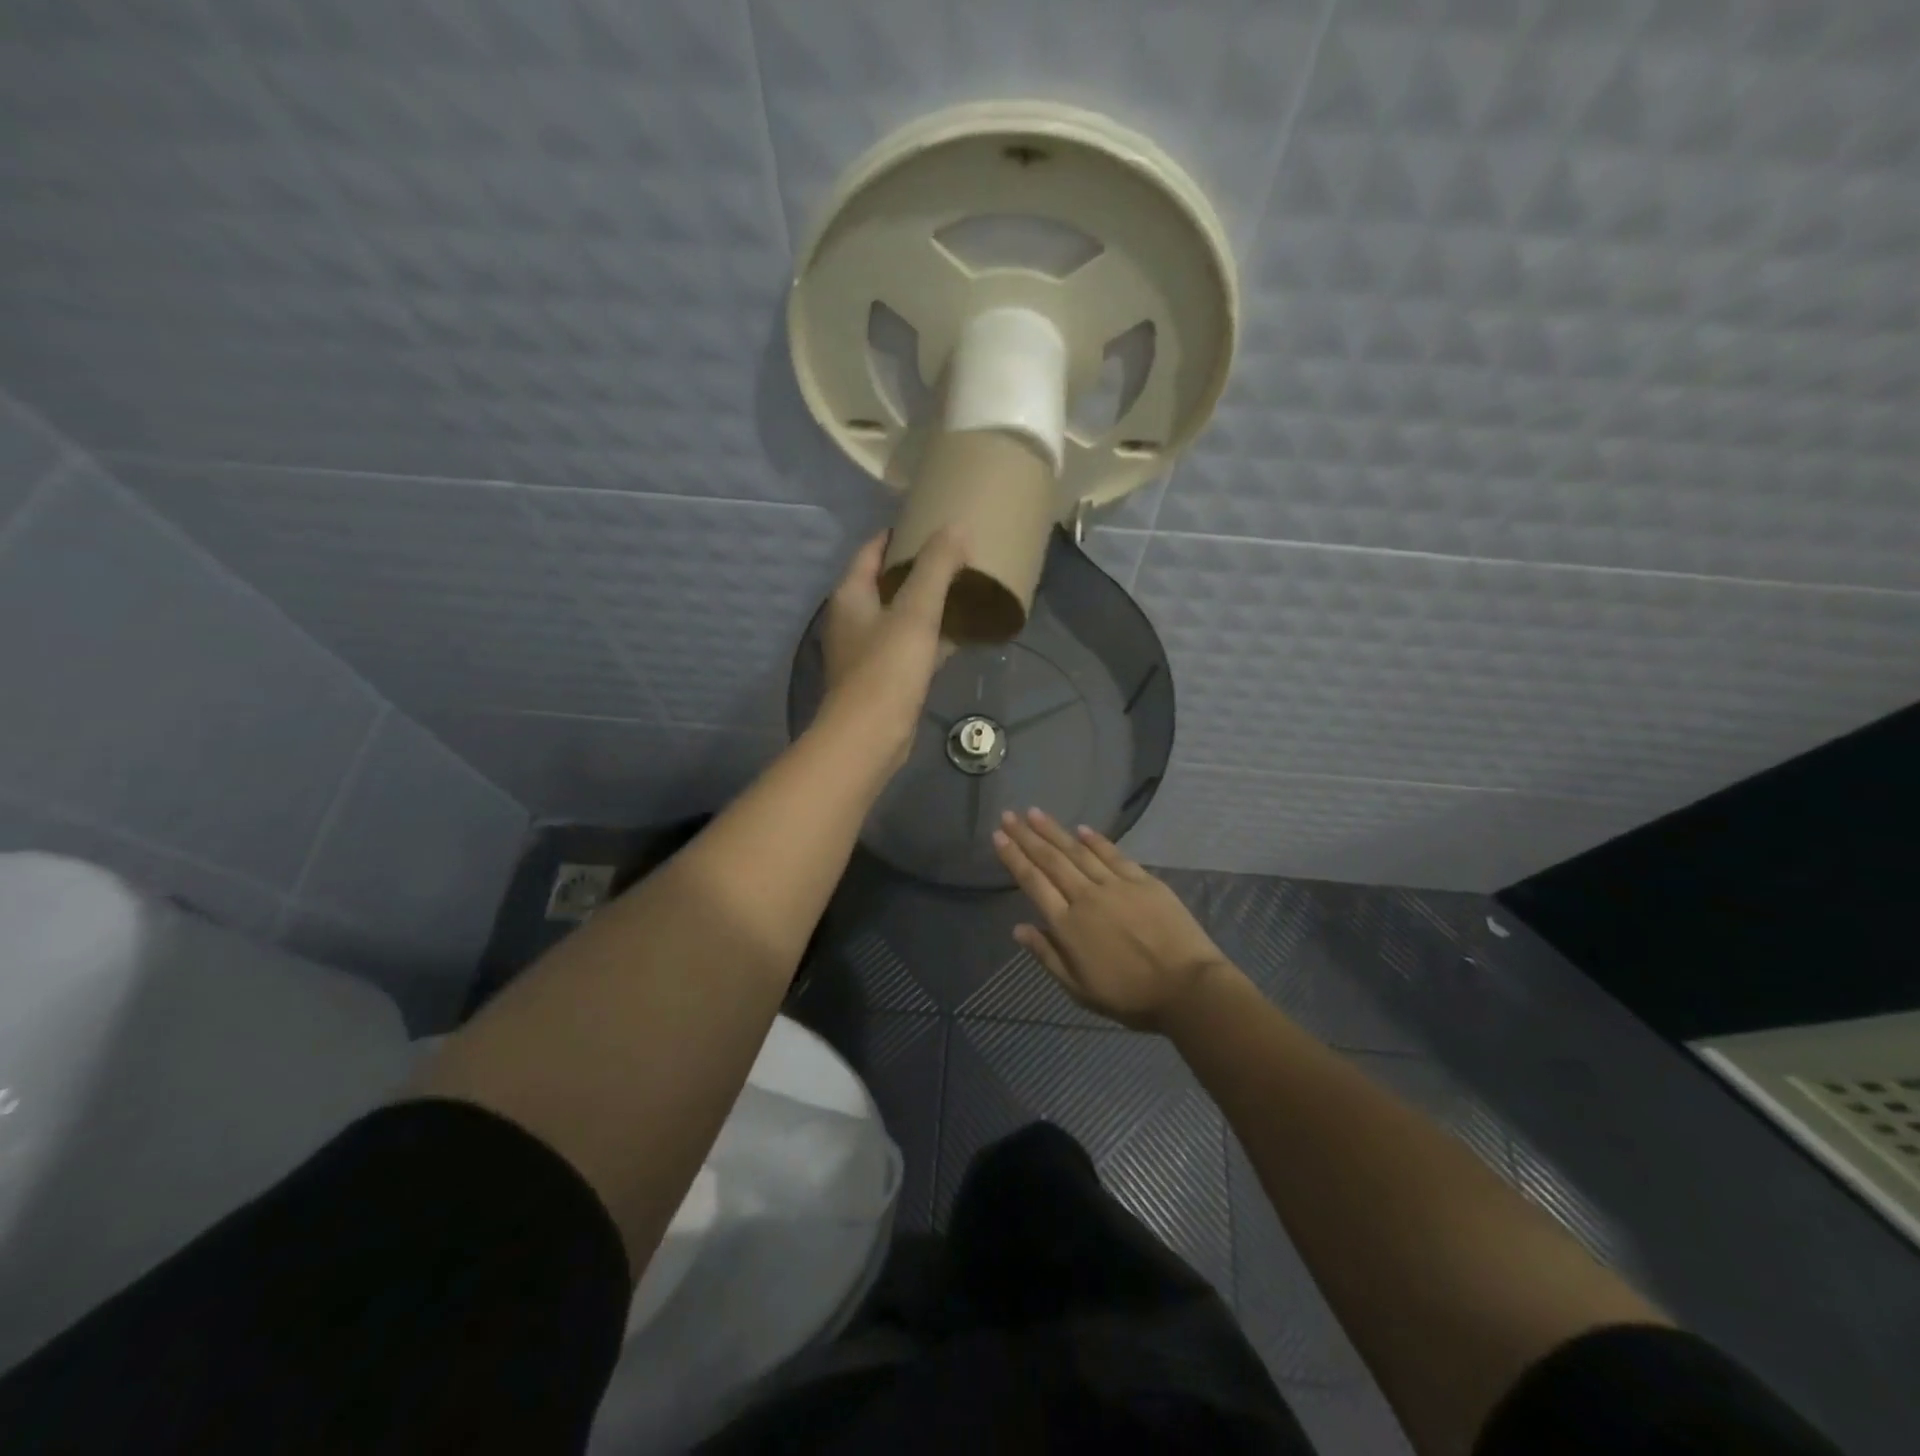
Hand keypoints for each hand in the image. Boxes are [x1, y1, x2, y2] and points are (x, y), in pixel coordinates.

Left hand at [819, 528, 968, 769]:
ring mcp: (868, 650)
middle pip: (886, 582)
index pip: (871, 551)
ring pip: (901, 615)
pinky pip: (912, 645)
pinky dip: (932, 636)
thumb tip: (956, 526)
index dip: (898, 534)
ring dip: (927, 602)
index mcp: (851, 595)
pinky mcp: (886, 677)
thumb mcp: (916, 611)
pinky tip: (961, 633)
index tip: (929, 522)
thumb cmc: (887, 668)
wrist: (870, 736)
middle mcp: (854, 619)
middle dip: (917, 567)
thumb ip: (936, 567)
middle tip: (955, 553)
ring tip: (962, 586)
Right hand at [992, 808, 1240, 1032]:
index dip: (1014, 858)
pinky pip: (1114, 855)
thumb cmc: (1130, 997)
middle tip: (1009, 815)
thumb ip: (1047, 955)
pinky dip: (1096, 840)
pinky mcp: (1143, 881)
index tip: (998, 836)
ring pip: (1078, 851)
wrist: (1187, 988)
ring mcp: (1116, 885)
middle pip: (1051, 860)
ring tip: (1035, 813)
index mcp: (1068, 925)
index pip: (1033, 883)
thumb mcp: (1079, 989)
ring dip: (1055, 831)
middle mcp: (1086, 897)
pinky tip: (1082, 828)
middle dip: (1027, 836)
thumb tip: (1018, 928)